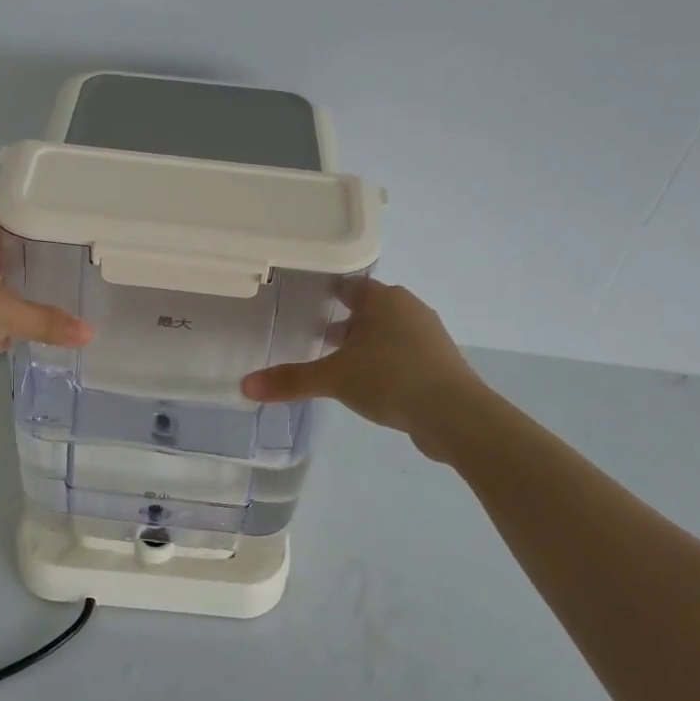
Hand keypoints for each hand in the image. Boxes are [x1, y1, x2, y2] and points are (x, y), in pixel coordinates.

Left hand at [0, 211, 91, 387]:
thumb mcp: (7, 315)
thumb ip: (49, 322)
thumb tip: (91, 334)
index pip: (15, 216)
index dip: (43, 229)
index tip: (74, 244)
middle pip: (2, 250)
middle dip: (30, 268)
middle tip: (68, 278)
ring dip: (7, 296)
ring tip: (45, 307)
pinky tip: (7, 336)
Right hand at [241, 280, 477, 448]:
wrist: (455, 415)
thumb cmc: (390, 379)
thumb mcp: (333, 378)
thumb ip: (290, 380)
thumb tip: (244, 385)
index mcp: (383, 299)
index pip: (348, 285)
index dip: (325, 293)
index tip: (302, 304)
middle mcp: (408, 308)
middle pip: (368, 308)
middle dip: (343, 321)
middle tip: (313, 336)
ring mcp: (428, 335)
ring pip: (387, 331)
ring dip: (364, 343)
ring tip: (338, 364)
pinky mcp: (440, 362)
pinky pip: (403, 353)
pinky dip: (384, 362)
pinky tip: (370, 384)